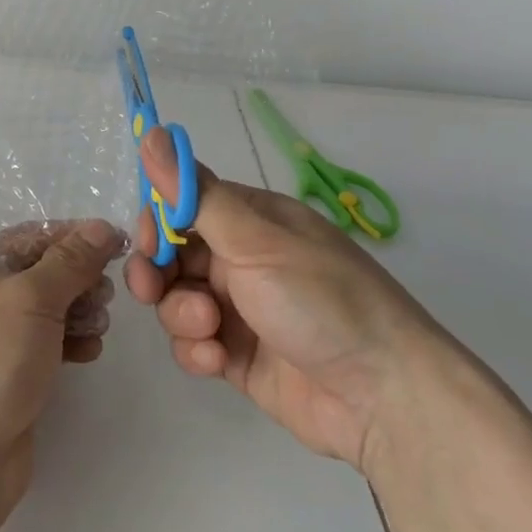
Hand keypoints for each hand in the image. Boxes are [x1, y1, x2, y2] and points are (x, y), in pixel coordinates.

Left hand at [0, 220, 120, 531]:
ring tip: (99, 324)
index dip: (76, 237)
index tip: (119, 245)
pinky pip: (46, 345)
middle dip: (79, 277)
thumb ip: (70, 261)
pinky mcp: (8, 377)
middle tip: (106, 294)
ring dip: (79, 310)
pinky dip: (70, 342)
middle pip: (42, 272)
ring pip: (48, 309)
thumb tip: (101, 227)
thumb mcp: (31, 298)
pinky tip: (89, 351)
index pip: (34, 236)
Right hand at [124, 127, 450, 472]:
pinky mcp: (237, 356)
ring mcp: (239, 309)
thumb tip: (154, 132)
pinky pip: (193, 342)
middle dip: (156, 270)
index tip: (146, 240)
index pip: (184, 204)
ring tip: (209, 329)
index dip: (157, 219)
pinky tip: (217, 361)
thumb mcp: (256, 241)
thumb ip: (195, 194)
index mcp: (251, 220)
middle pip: (172, 254)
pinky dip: (196, 350)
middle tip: (151, 287)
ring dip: (180, 313)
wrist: (385, 399)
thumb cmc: (322, 300)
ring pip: (177, 299)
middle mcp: (242, 258)